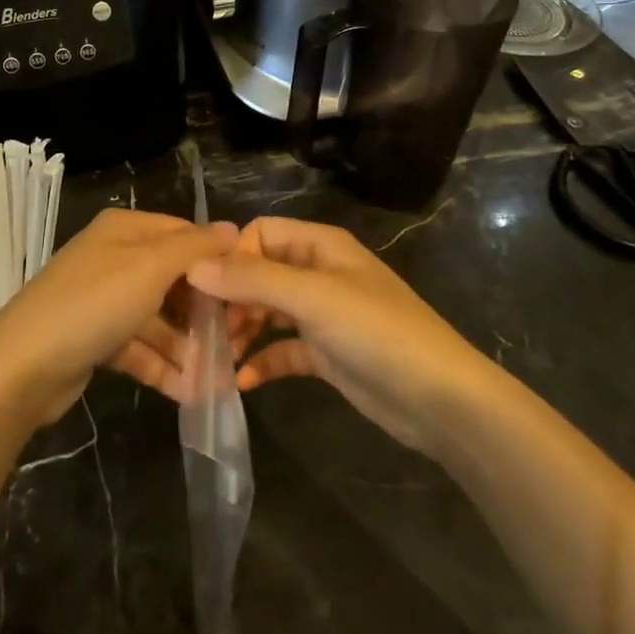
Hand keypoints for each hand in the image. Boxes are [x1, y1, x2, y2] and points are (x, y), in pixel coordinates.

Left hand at [0, 208, 236, 423]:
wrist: (21, 368)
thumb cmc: (93, 304)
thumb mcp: (150, 267)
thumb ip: (194, 248)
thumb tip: (233, 229)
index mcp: (125, 230)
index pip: (184, 235)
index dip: (217, 261)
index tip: (249, 293)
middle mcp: (114, 258)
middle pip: (173, 279)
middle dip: (204, 313)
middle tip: (237, 343)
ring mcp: (103, 300)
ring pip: (158, 318)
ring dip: (187, 348)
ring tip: (219, 379)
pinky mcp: (96, 338)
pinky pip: (139, 346)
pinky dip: (163, 365)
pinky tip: (190, 392)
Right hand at [187, 217, 484, 454]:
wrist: (440, 399)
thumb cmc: (376, 332)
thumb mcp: (312, 298)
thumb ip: (253, 279)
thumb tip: (194, 266)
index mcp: (320, 246)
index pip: (260, 233)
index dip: (232, 257)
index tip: (205, 292)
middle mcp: (319, 273)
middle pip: (260, 273)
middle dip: (231, 299)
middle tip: (207, 331)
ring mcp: (324, 315)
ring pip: (268, 312)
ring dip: (242, 331)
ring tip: (218, 358)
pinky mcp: (327, 354)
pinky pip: (284, 349)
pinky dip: (263, 361)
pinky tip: (243, 381)